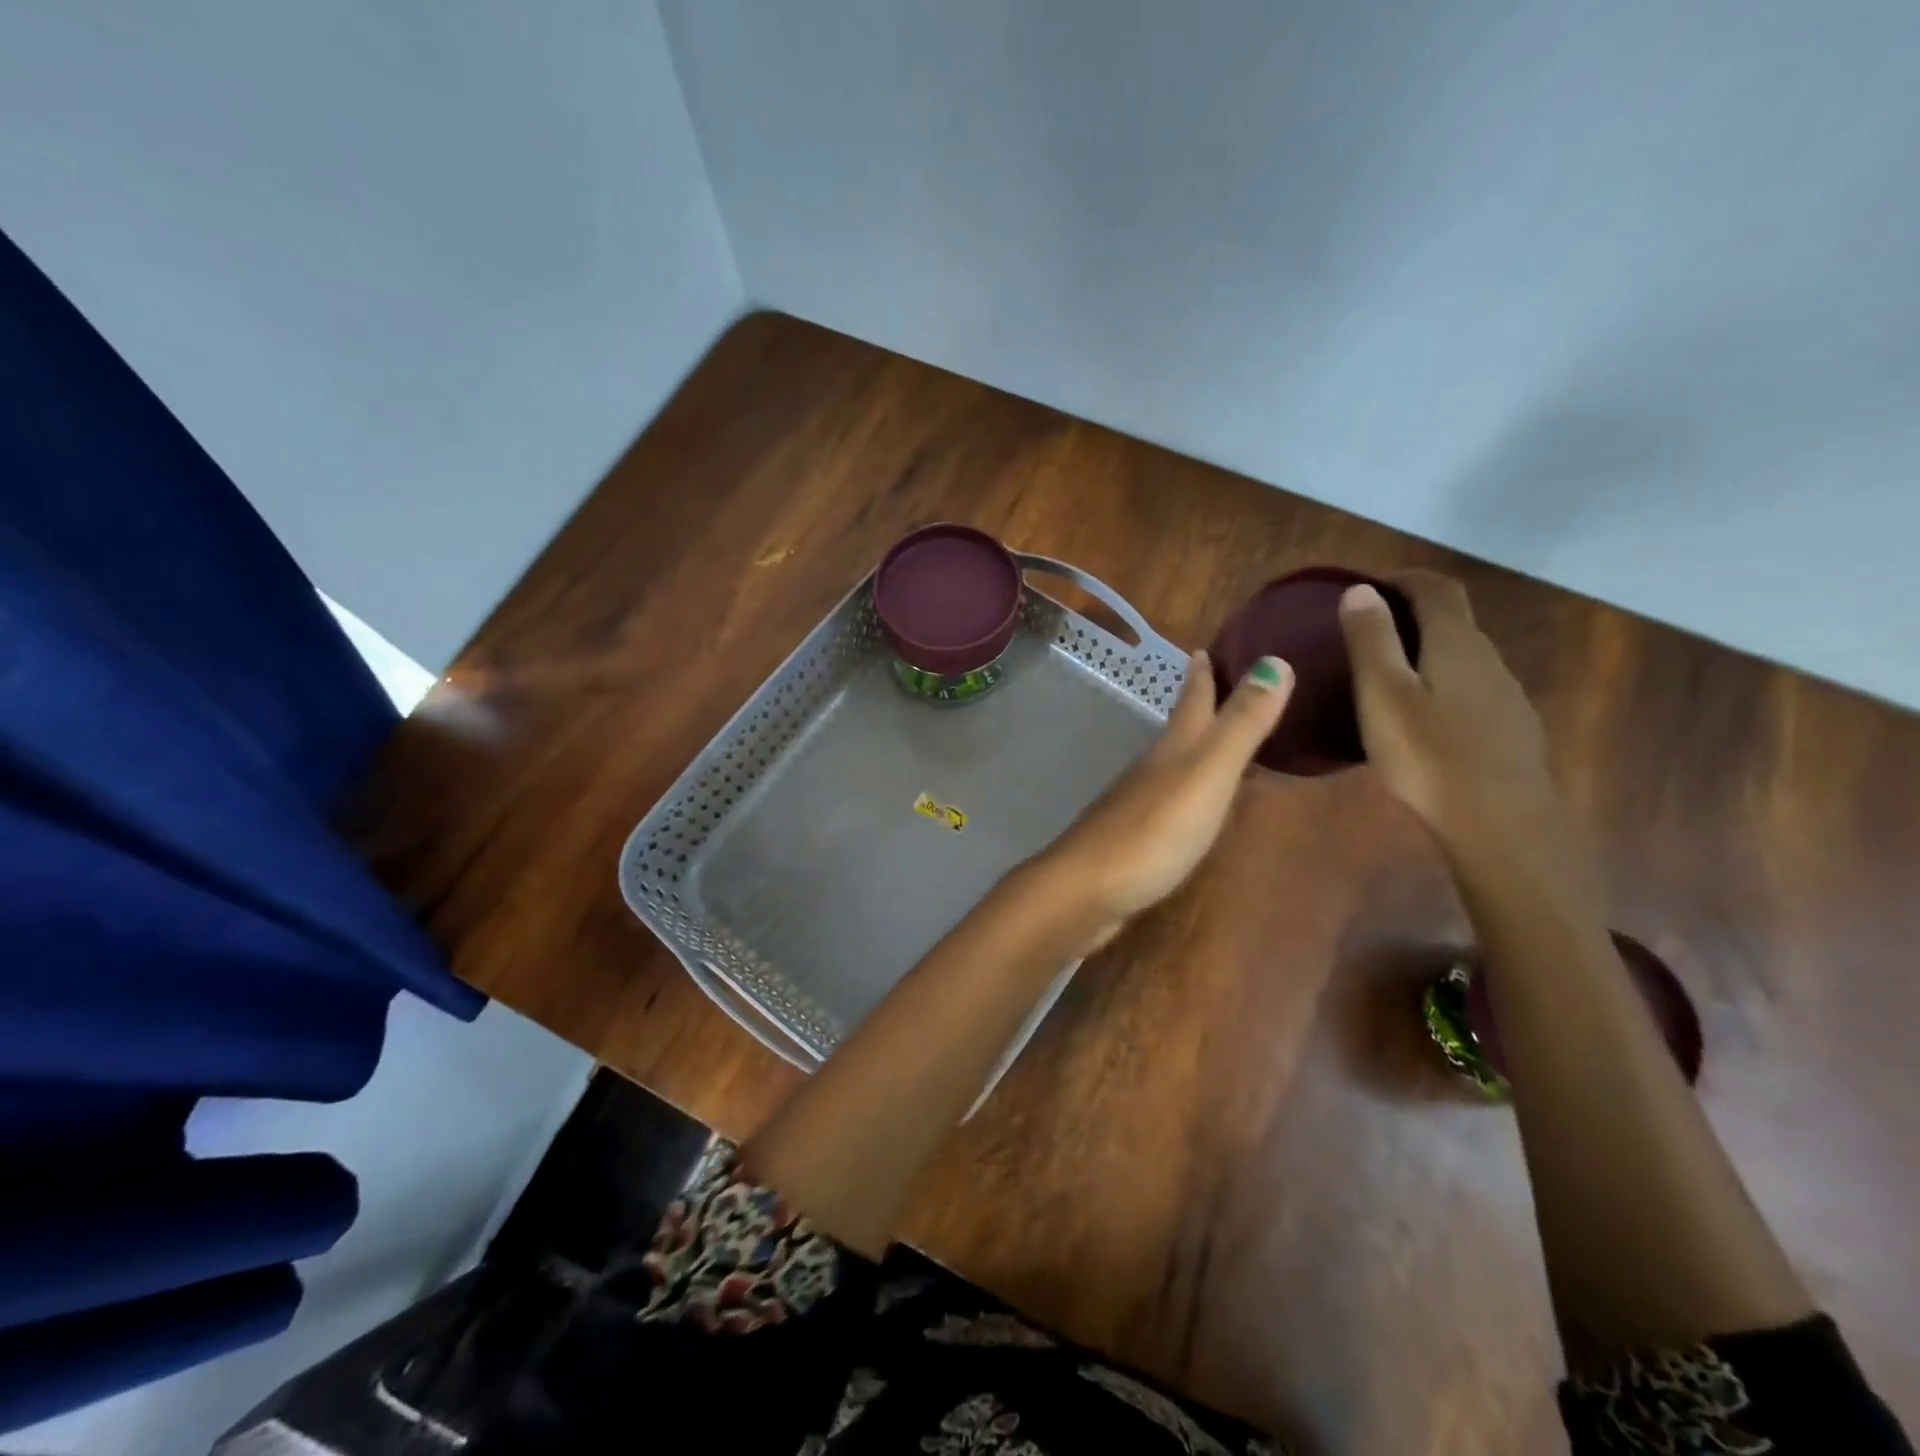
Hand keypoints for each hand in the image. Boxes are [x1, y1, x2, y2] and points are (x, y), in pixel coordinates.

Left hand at [1038, 650, 1293, 946]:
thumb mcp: (1208, 773)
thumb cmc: (1155, 830)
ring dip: (1191, 748)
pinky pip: (1167, 801)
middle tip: (1212, 683)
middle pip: (1178, 728)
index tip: (1203, 648)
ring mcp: (1137, 804)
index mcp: (1173, 749)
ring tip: (1213, 741)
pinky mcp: (1133, 839)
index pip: (1192, 701)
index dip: (1201, 675)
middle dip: (1196, 705)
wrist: (1088, 888)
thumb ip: (1241, 725)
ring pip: (1170, 764)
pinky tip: (1191, 803)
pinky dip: (1185, 791)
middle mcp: (1152, 768)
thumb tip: (1276, 659)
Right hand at [1339, 572, 1561, 855]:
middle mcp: (1488, 659)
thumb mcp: (1384, 695)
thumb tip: (1362, 590)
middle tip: (1364, 629)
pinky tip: (1420, 715)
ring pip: (1462, 656)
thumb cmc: (1429, 755)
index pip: (1436, 588)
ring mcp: (1504, 696)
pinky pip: (1469, 688)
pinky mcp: (1508, 729)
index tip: (1366, 584)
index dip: (1402, 577)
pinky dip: (1440, 682)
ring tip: (1385, 671)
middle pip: (1452, 620)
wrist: (1500, 825)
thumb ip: (1372, 640)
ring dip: (1425, 649)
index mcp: (1456, 644)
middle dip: (1410, 612)